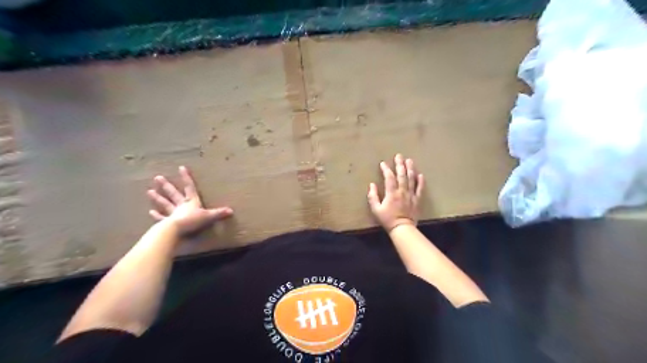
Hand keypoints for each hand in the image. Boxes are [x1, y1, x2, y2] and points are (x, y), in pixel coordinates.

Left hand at [146, 166, 231, 234]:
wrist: (176, 230)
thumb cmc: (192, 221)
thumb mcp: (208, 217)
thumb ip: (218, 213)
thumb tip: (231, 211)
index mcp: (191, 202)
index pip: (189, 187)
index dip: (186, 178)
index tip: (181, 167)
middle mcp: (181, 205)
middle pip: (173, 194)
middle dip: (167, 186)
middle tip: (158, 178)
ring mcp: (172, 213)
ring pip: (165, 204)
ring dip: (158, 198)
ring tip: (149, 191)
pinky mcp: (167, 223)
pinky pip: (161, 218)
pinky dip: (156, 215)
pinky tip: (150, 212)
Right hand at [369, 153, 425, 231]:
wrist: (402, 228)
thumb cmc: (387, 219)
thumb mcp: (376, 209)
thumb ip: (373, 196)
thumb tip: (371, 185)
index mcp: (391, 193)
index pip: (389, 177)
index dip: (386, 169)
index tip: (383, 163)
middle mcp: (402, 191)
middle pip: (401, 175)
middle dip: (400, 164)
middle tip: (399, 156)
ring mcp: (411, 195)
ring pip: (411, 179)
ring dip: (410, 169)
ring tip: (409, 160)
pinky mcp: (417, 200)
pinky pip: (420, 189)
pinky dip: (420, 181)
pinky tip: (420, 175)